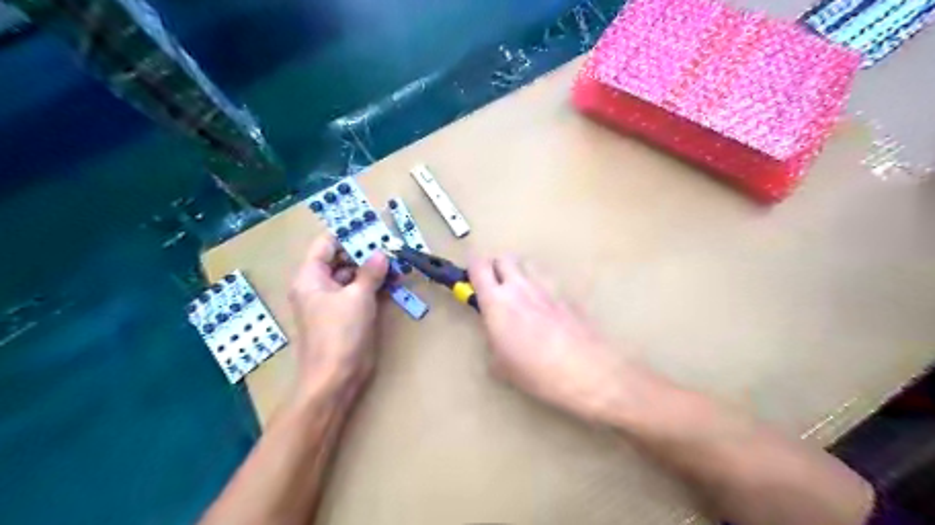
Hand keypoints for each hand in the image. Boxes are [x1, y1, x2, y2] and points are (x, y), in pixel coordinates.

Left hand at [285, 233, 386, 400]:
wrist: (335, 377)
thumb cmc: (341, 333)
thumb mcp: (358, 297)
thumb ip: (370, 272)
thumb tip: (381, 254)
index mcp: (311, 277)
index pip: (326, 245)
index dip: (348, 235)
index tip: (372, 228)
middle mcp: (318, 286)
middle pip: (340, 259)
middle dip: (364, 252)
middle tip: (390, 244)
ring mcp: (332, 301)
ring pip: (352, 276)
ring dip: (372, 269)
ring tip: (396, 261)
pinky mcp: (346, 315)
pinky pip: (359, 292)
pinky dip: (374, 285)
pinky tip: (393, 281)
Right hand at [472, 257, 631, 424]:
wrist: (586, 370)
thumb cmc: (535, 371)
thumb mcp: (502, 365)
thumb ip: (493, 345)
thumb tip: (497, 342)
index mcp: (497, 301)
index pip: (478, 266)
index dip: (472, 269)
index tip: (471, 281)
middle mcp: (520, 286)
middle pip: (504, 257)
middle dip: (496, 267)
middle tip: (496, 288)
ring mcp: (546, 288)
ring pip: (527, 265)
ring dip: (520, 274)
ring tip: (521, 296)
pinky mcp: (567, 295)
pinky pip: (548, 283)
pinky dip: (542, 289)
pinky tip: (546, 311)